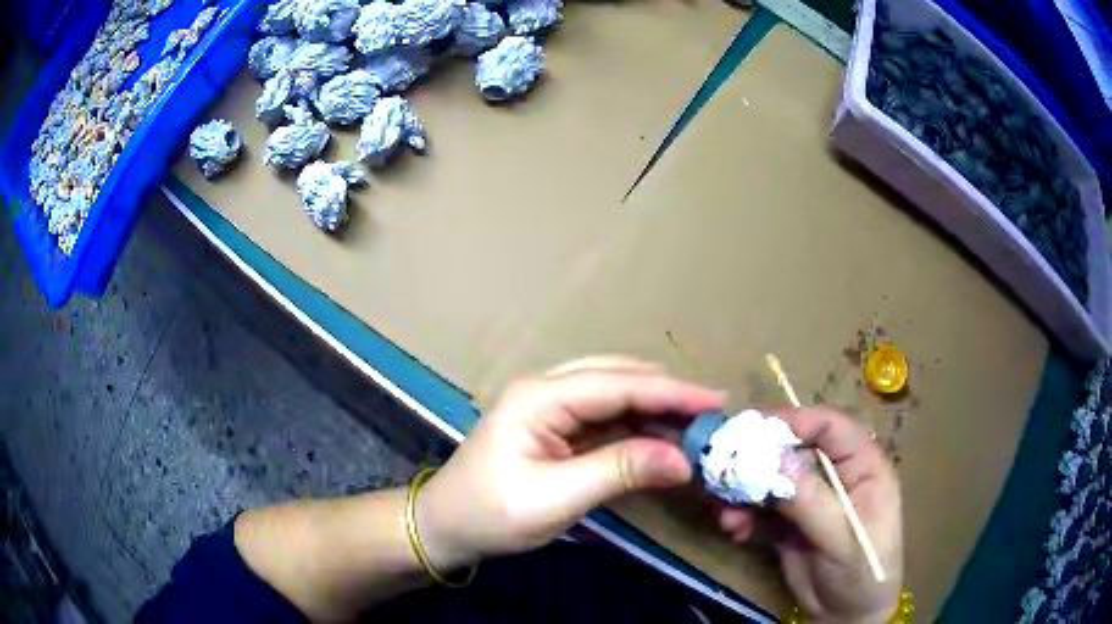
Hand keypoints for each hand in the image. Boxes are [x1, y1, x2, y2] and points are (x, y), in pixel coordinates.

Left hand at [417, 357, 725, 569]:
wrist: (445, 527)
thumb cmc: (491, 514)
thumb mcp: (556, 498)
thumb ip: (621, 471)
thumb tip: (684, 460)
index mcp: (540, 397)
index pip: (618, 384)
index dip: (671, 392)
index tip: (717, 401)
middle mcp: (547, 390)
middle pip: (619, 379)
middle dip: (667, 395)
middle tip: (713, 415)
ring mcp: (550, 408)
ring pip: (614, 395)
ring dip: (655, 410)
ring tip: (696, 427)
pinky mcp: (555, 428)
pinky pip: (605, 418)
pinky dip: (637, 427)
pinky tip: (662, 440)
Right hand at [718, 408, 903, 622]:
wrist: (847, 616)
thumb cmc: (862, 572)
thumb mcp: (841, 537)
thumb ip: (810, 499)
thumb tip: (772, 460)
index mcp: (861, 466)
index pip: (830, 427)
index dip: (794, 422)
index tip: (752, 431)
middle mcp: (835, 475)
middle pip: (793, 451)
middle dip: (757, 462)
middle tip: (723, 472)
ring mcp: (811, 499)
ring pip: (772, 479)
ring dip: (744, 493)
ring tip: (725, 514)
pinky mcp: (790, 522)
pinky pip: (761, 508)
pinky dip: (743, 515)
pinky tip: (733, 530)